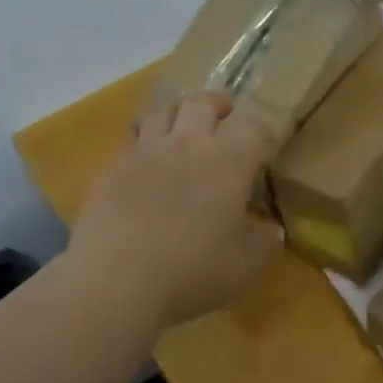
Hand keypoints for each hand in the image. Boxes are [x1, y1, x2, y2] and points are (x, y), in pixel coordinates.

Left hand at [69, 92, 282, 328]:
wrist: (116, 278)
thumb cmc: (192, 270)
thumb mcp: (245, 265)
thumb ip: (263, 241)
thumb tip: (271, 228)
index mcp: (227, 162)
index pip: (253, 128)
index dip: (264, 133)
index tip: (267, 144)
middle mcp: (186, 144)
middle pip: (201, 104)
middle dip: (217, 105)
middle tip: (224, 115)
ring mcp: (144, 152)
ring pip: (161, 113)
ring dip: (176, 115)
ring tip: (181, 129)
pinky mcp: (111, 169)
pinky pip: (131, 143)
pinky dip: (144, 145)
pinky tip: (145, 166)